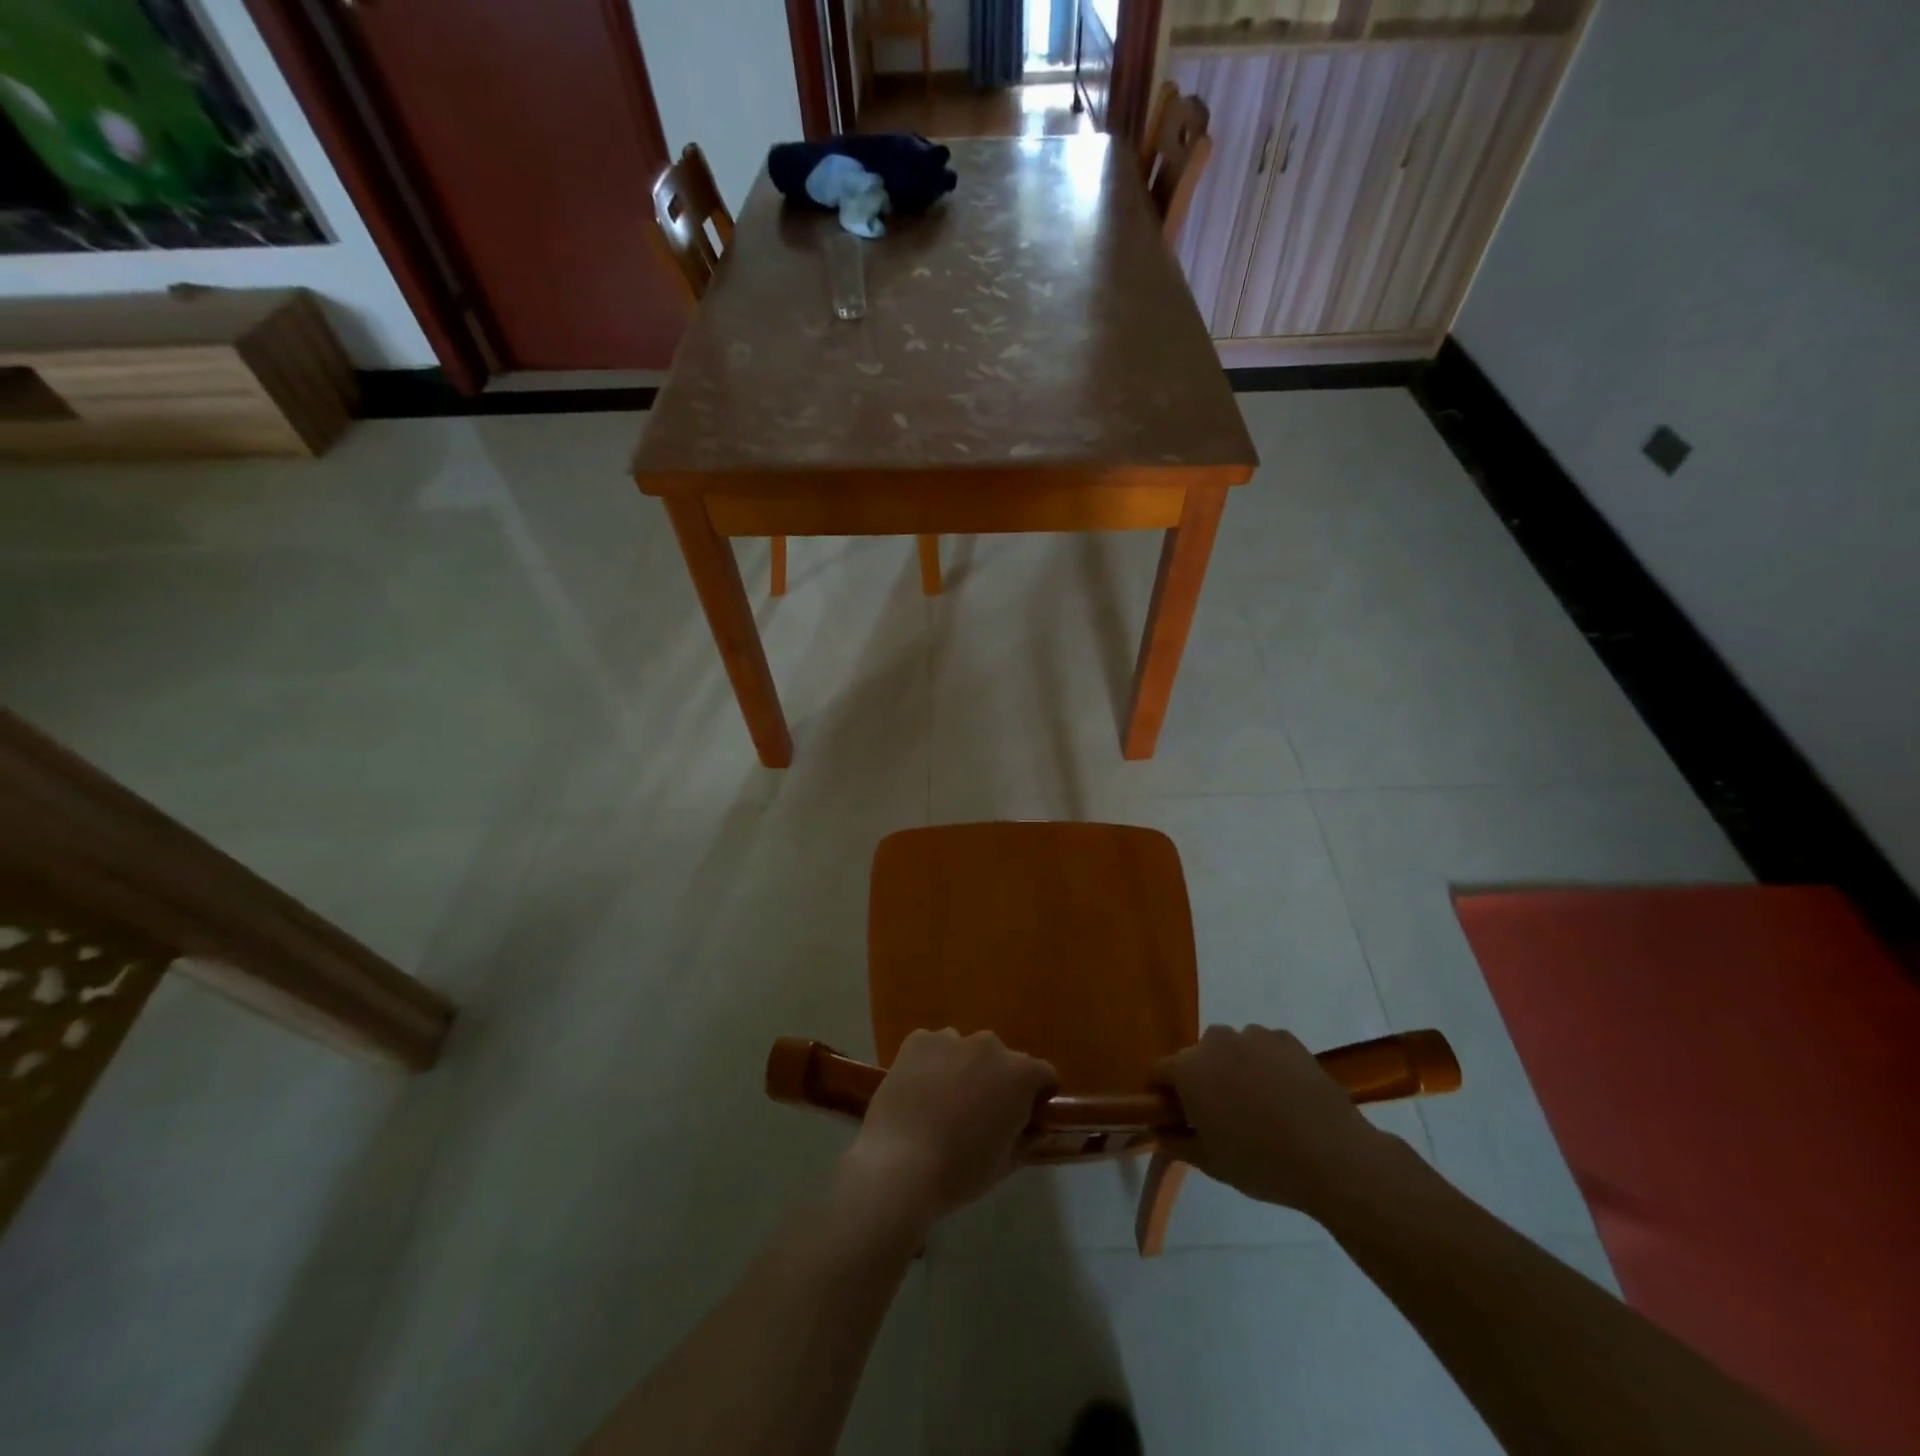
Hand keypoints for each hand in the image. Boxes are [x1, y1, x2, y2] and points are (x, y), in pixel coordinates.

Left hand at [839, 1029, 1056, 1235]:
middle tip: (978, 1113)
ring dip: (962, 1069)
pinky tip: (917, 1092)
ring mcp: (951, 1038)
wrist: (899, 1163)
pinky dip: (930, 1063)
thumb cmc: (960, 1171)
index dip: (1037, 1096)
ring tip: (942, 1102)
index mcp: (1020, 1074)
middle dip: (996, 1080)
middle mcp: (989, 1046)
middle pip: (1002, 1059)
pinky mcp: (918, 1039)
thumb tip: (1034, 1129)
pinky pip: (932, 1047)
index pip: (1043, 1075)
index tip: (1024, 1117)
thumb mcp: (1006, 1163)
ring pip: (965, 1051)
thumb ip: (1026, 1139)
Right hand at [1155, 1025, 1410, 1219]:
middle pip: (1197, 1056)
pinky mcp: (1287, 1040)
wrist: (1332, 1155)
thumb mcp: (1211, 1162)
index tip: (1173, 1115)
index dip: (1161, 1093)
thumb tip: (1159, 1132)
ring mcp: (1254, 1036)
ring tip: (1258, 1104)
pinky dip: (1267, 1064)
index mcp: (1188, 1069)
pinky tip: (1285, 1095)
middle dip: (1201, 1079)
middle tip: (1219, 1114)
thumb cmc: (1261, 1162)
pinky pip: (1265, 1048)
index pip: (1159, 1071)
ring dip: (1235, 1068)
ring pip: (1232, 1048)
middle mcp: (1215, 1042)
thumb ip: (1177, 1143)